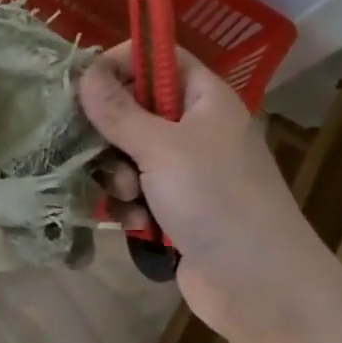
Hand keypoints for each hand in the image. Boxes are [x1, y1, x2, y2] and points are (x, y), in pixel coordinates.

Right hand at [77, 45, 322, 340]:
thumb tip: (84, 72)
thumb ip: (118, 111)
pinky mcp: (173, 209)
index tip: (83, 83)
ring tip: (134, 200)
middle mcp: (194, 130)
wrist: (258, 284)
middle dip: (113, 137)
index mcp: (205, 100)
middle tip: (111, 155)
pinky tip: (141, 227)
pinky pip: (134, 194)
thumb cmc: (216, 200)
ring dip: (119, 179)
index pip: (159, 58)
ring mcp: (184, 172)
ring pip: (126, 157)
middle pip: (133, 110)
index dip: (121, 63)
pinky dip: (132, 209)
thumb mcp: (162, 148)